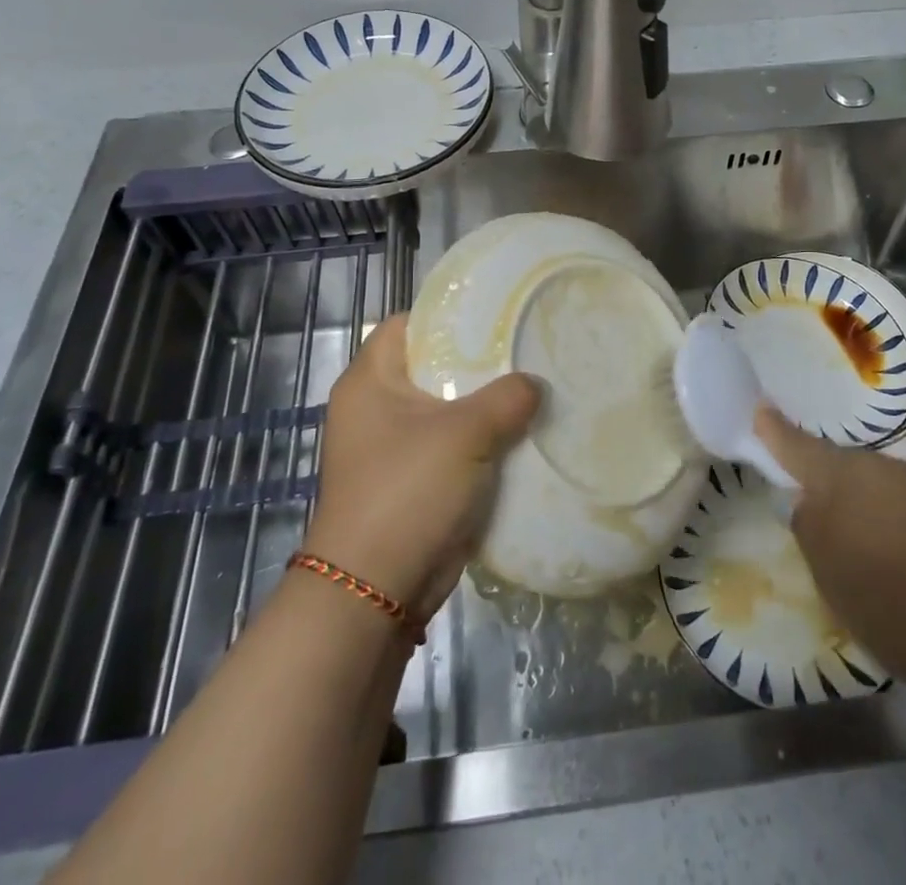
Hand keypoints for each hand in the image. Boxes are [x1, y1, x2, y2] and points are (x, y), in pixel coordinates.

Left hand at [302, 315, 538, 619]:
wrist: (376, 591)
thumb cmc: (409, 491)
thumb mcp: (465, 434)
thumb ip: (507, 398)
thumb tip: (534, 385)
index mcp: (371, 381)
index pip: (409, 324)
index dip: (449, 315)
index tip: (497, 312)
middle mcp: (376, 406)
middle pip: (433, 366)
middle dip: (479, 362)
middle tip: (526, 350)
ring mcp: (393, 446)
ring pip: (448, 409)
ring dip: (485, 405)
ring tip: (534, 387)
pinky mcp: (412, 479)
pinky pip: (453, 446)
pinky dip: (482, 441)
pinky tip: (522, 433)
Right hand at [755, 405, 905, 725]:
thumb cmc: (901, 612)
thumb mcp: (833, 580)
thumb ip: (812, 530)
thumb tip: (807, 501)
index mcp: (845, 481)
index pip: (799, 447)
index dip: (777, 431)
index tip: (761, 409)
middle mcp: (889, 468)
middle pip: (849, 469)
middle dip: (836, 488)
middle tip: (830, 525)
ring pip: (889, 489)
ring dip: (878, 511)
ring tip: (881, 556)